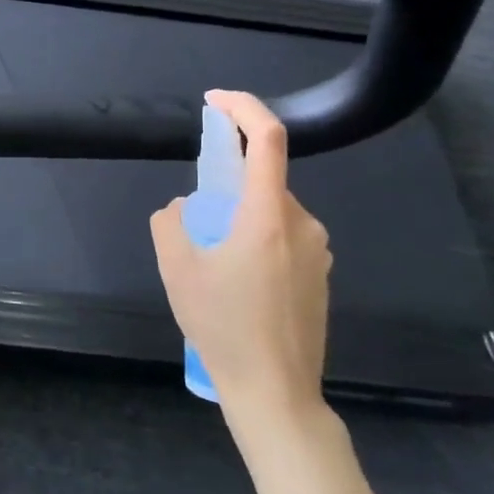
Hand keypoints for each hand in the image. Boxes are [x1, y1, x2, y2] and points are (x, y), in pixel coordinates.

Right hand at [150, 90, 333, 441]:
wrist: (276, 392)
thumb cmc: (223, 326)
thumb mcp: (177, 269)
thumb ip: (171, 222)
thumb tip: (186, 207)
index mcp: (268, 216)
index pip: (267, 140)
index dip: (242, 108)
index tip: (214, 101)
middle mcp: (302, 225)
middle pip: (262, 180)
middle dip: (225, 185)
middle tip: (195, 225)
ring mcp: (318, 253)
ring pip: (270, 212)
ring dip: (238, 218)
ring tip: (212, 266)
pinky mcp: (321, 277)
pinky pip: (282, 238)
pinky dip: (254, 241)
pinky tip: (236, 286)